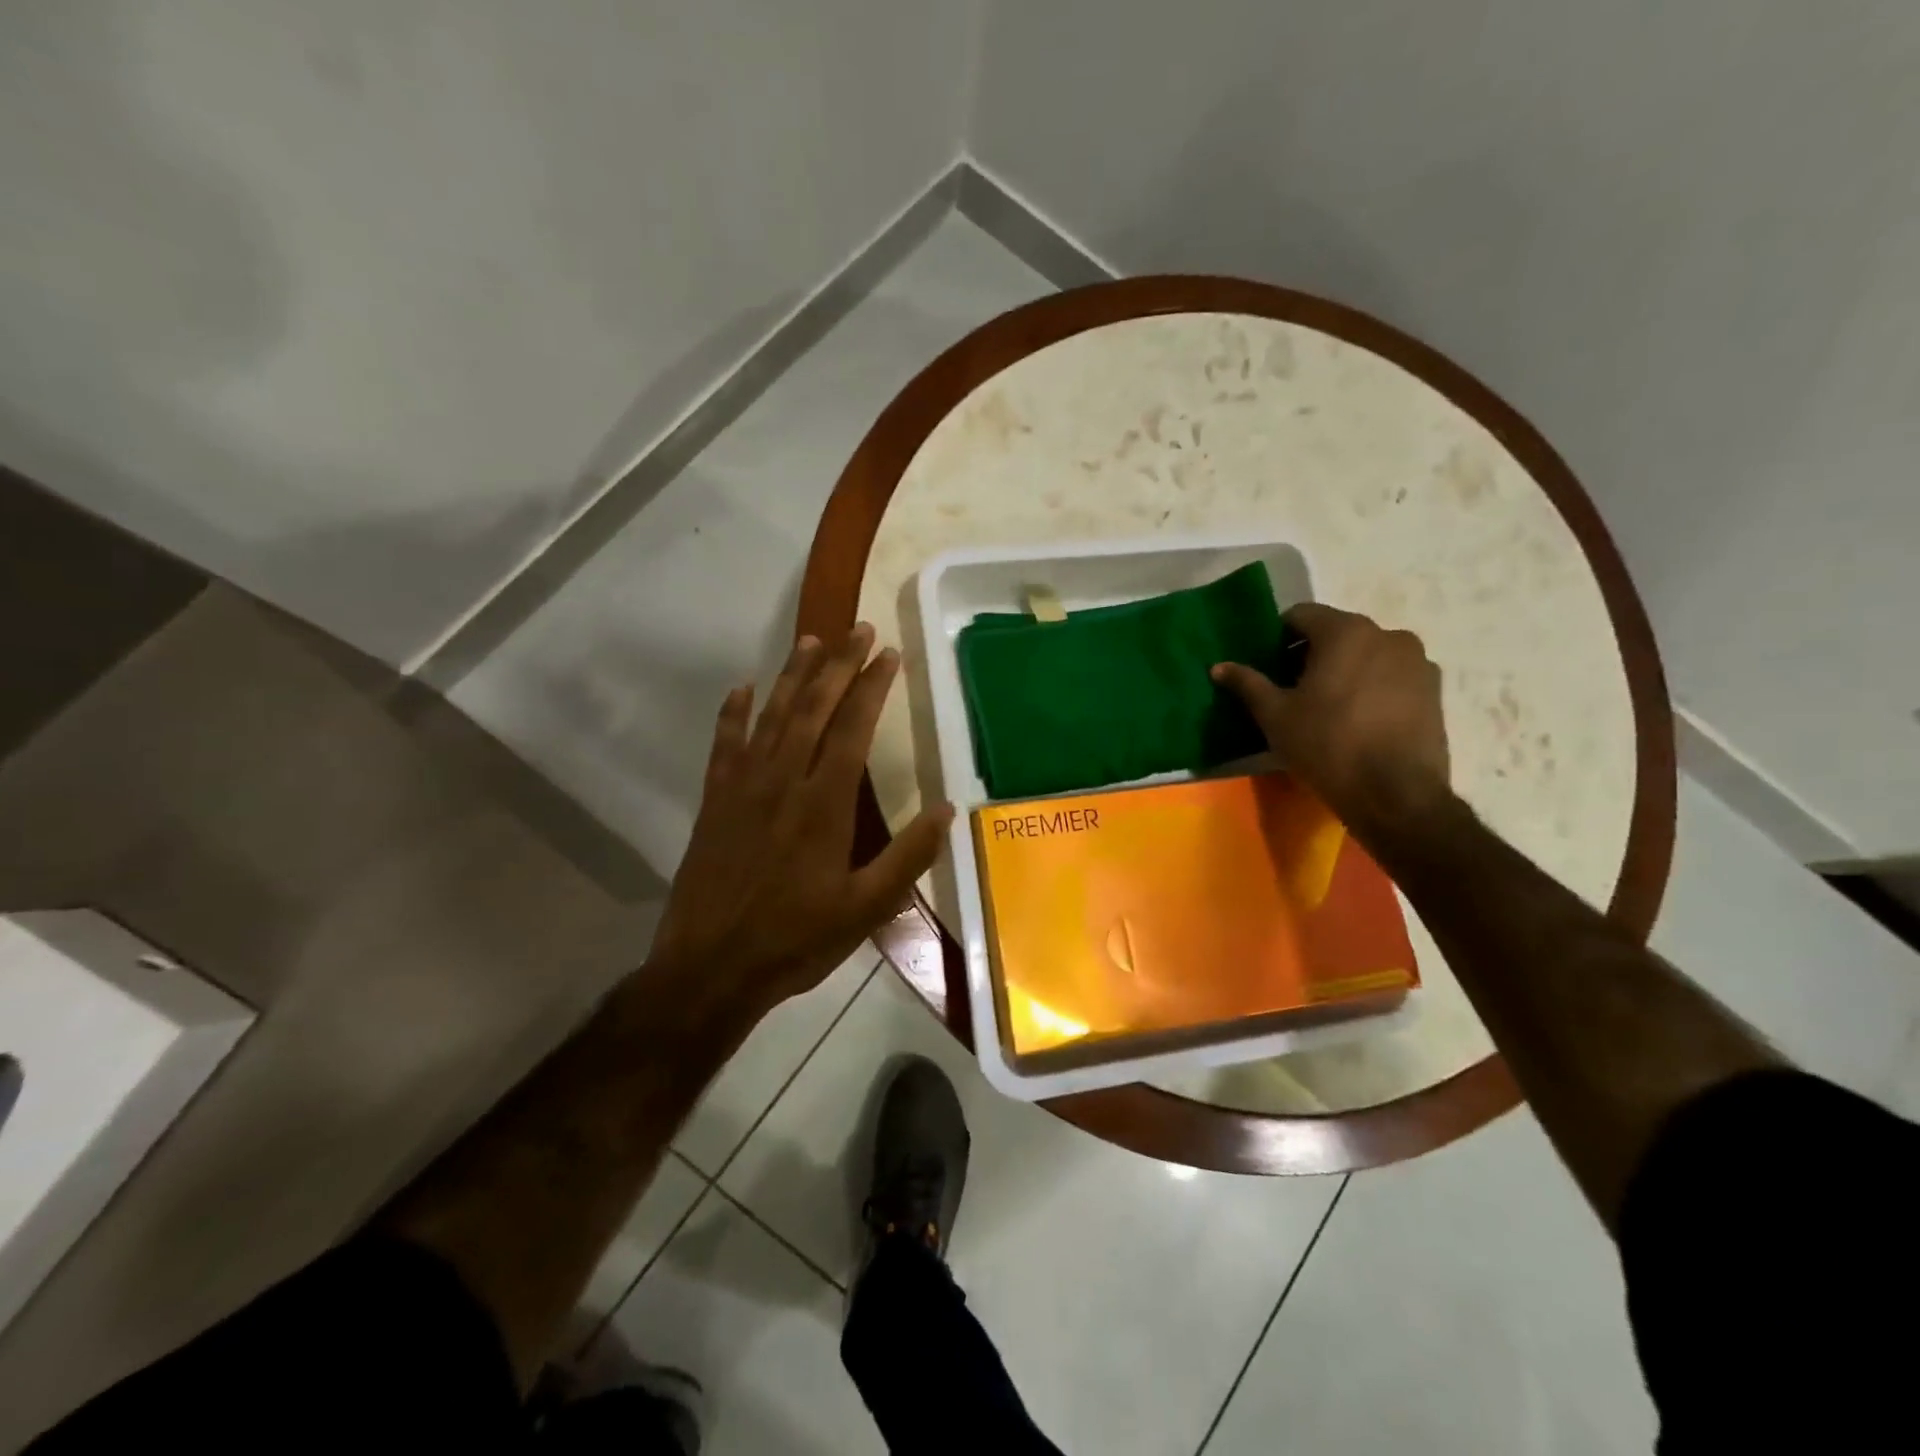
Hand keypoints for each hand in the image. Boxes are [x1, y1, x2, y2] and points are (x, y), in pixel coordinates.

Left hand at [650, 624, 953, 1013]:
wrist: (710, 968)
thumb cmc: (795, 940)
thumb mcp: (866, 910)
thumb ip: (908, 857)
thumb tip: (947, 809)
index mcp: (824, 804)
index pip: (852, 729)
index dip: (872, 687)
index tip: (888, 654)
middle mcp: (782, 782)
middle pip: (812, 709)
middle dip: (838, 665)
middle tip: (858, 629)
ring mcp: (742, 788)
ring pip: (771, 717)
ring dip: (792, 676)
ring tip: (811, 641)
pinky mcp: (714, 802)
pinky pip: (724, 745)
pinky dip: (733, 713)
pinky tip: (741, 688)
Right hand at [1212, 603, 1451, 839]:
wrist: (1396, 794)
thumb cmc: (1328, 745)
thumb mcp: (1275, 716)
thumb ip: (1247, 684)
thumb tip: (1219, 666)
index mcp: (1346, 632)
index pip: (1301, 615)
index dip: (1277, 637)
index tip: (1266, 665)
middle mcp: (1388, 635)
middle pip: (1337, 633)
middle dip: (1310, 654)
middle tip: (1290, 689)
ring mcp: (1417, 662)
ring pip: (1367, 654)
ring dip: (1343, 670)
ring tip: (1326, 706)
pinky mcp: (1434, 690)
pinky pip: (1391, 676)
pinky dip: (1370, 686)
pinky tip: (1357, 719)